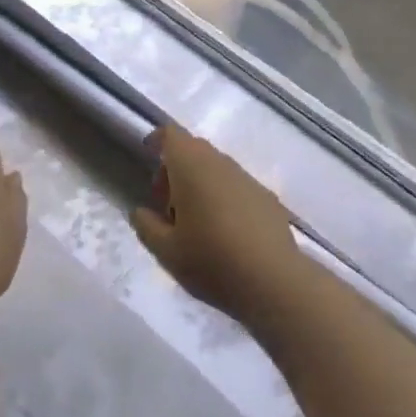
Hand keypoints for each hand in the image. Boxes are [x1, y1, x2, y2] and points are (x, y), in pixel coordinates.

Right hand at [130, 124, 303, 323]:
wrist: (274, 281)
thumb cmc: (212, 261)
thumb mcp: (166, 252)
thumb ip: (147, 226)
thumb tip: (141, 211)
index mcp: (191, 167)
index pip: (172, 134)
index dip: (157, 140)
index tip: (147, 157)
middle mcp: (221, 163)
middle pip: (193, 150)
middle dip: (175, 169)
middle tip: (167, 206)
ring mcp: (248, 178)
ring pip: (216, 168)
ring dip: (200, 184)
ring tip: (195, 223)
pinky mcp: (267, 197)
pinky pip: (236, 186)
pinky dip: (223, 196)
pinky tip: (225, 232)